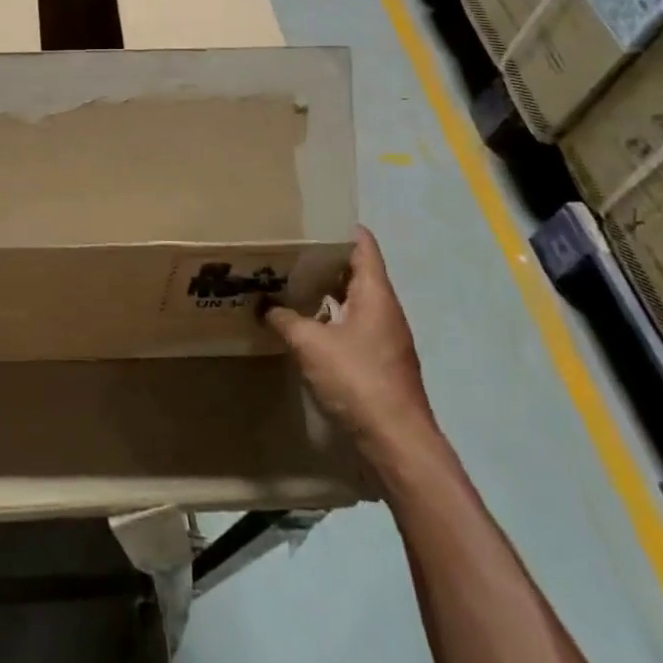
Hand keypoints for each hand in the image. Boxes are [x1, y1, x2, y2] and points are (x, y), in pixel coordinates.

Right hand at [265, 226, 438, 465]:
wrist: (397, 444)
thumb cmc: (358, 381)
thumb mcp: (309, 343)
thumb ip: (285, 318)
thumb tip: (265, 305)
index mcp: (375, 295)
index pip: (363, 245)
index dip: (339, 228)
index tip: (310, 218)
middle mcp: (384, 311)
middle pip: (356, 272)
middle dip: (324, 259)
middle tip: (288, 249)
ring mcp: (384, 339)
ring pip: (353, 301)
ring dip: (325, 291)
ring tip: (289, 281)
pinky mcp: (378, 363)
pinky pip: (351, 326)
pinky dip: (329, 318)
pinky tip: (302, 324)